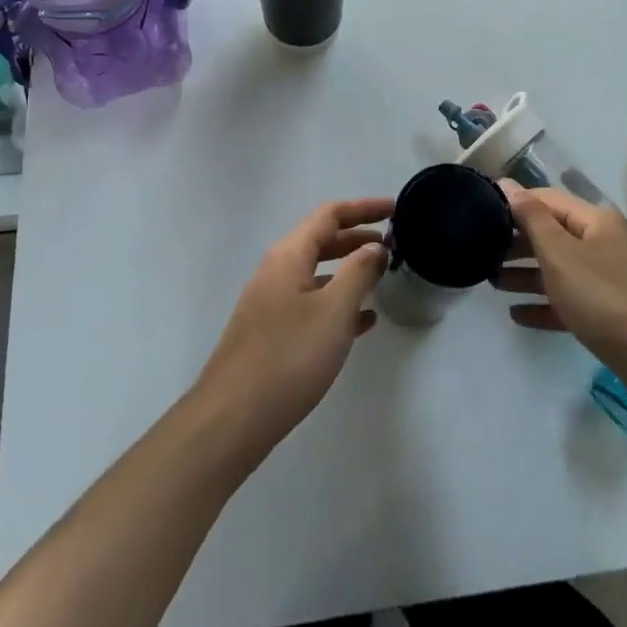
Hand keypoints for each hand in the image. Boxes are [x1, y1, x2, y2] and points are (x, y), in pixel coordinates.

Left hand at [194, 197, 393, 451]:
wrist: (232, 419)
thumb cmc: (288, 357)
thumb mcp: (333, 311)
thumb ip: (358, 272)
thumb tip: (374, 247)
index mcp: (289, 255)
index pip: (330, 214)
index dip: (364, 208)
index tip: (395, 208)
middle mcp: (276, 270)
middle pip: (321, 240)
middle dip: (357, 237)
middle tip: (393, 242)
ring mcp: (270, 302)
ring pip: (316, 273)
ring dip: (349, 270)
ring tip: (382, 277)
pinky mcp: (270, 332)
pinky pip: (310, 303)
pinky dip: (337, 302)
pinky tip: (362, 322)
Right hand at [492, 183, 626, 372]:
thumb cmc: (604, 297)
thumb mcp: (560, 253)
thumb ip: (531, 218)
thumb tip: (507, 184)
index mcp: (595, 221)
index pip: (547, 199)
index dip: (515, 204)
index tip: (480, 214)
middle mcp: (603, 243)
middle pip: (553, 235)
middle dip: (517, 243)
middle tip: (482, 253)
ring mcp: (609, 279)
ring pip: (559, 269)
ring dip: (526, 275)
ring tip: (492, 283)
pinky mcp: (610, 314)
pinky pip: (569, 301)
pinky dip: (544, 304)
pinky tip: (517, 315)